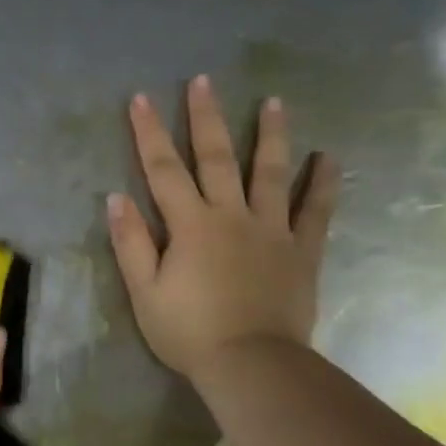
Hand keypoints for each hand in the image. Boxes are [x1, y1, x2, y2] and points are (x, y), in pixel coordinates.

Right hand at [107, 76, 338, 382]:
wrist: (252, 365)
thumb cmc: (189, 331)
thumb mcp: (144, 292)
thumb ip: (131, 243)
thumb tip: (116, 197)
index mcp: (190, 224)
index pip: (162, 169)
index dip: (148, 132)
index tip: (141, 98)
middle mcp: (231, 215)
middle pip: (216, 157)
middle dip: (205, 117)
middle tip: (203, 81)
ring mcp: (271, 230)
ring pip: (270, 173)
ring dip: (270, 135)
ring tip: (274, 101)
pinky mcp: (301, 251)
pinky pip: (316, 211)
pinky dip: (322, 183)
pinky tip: (328, 158)